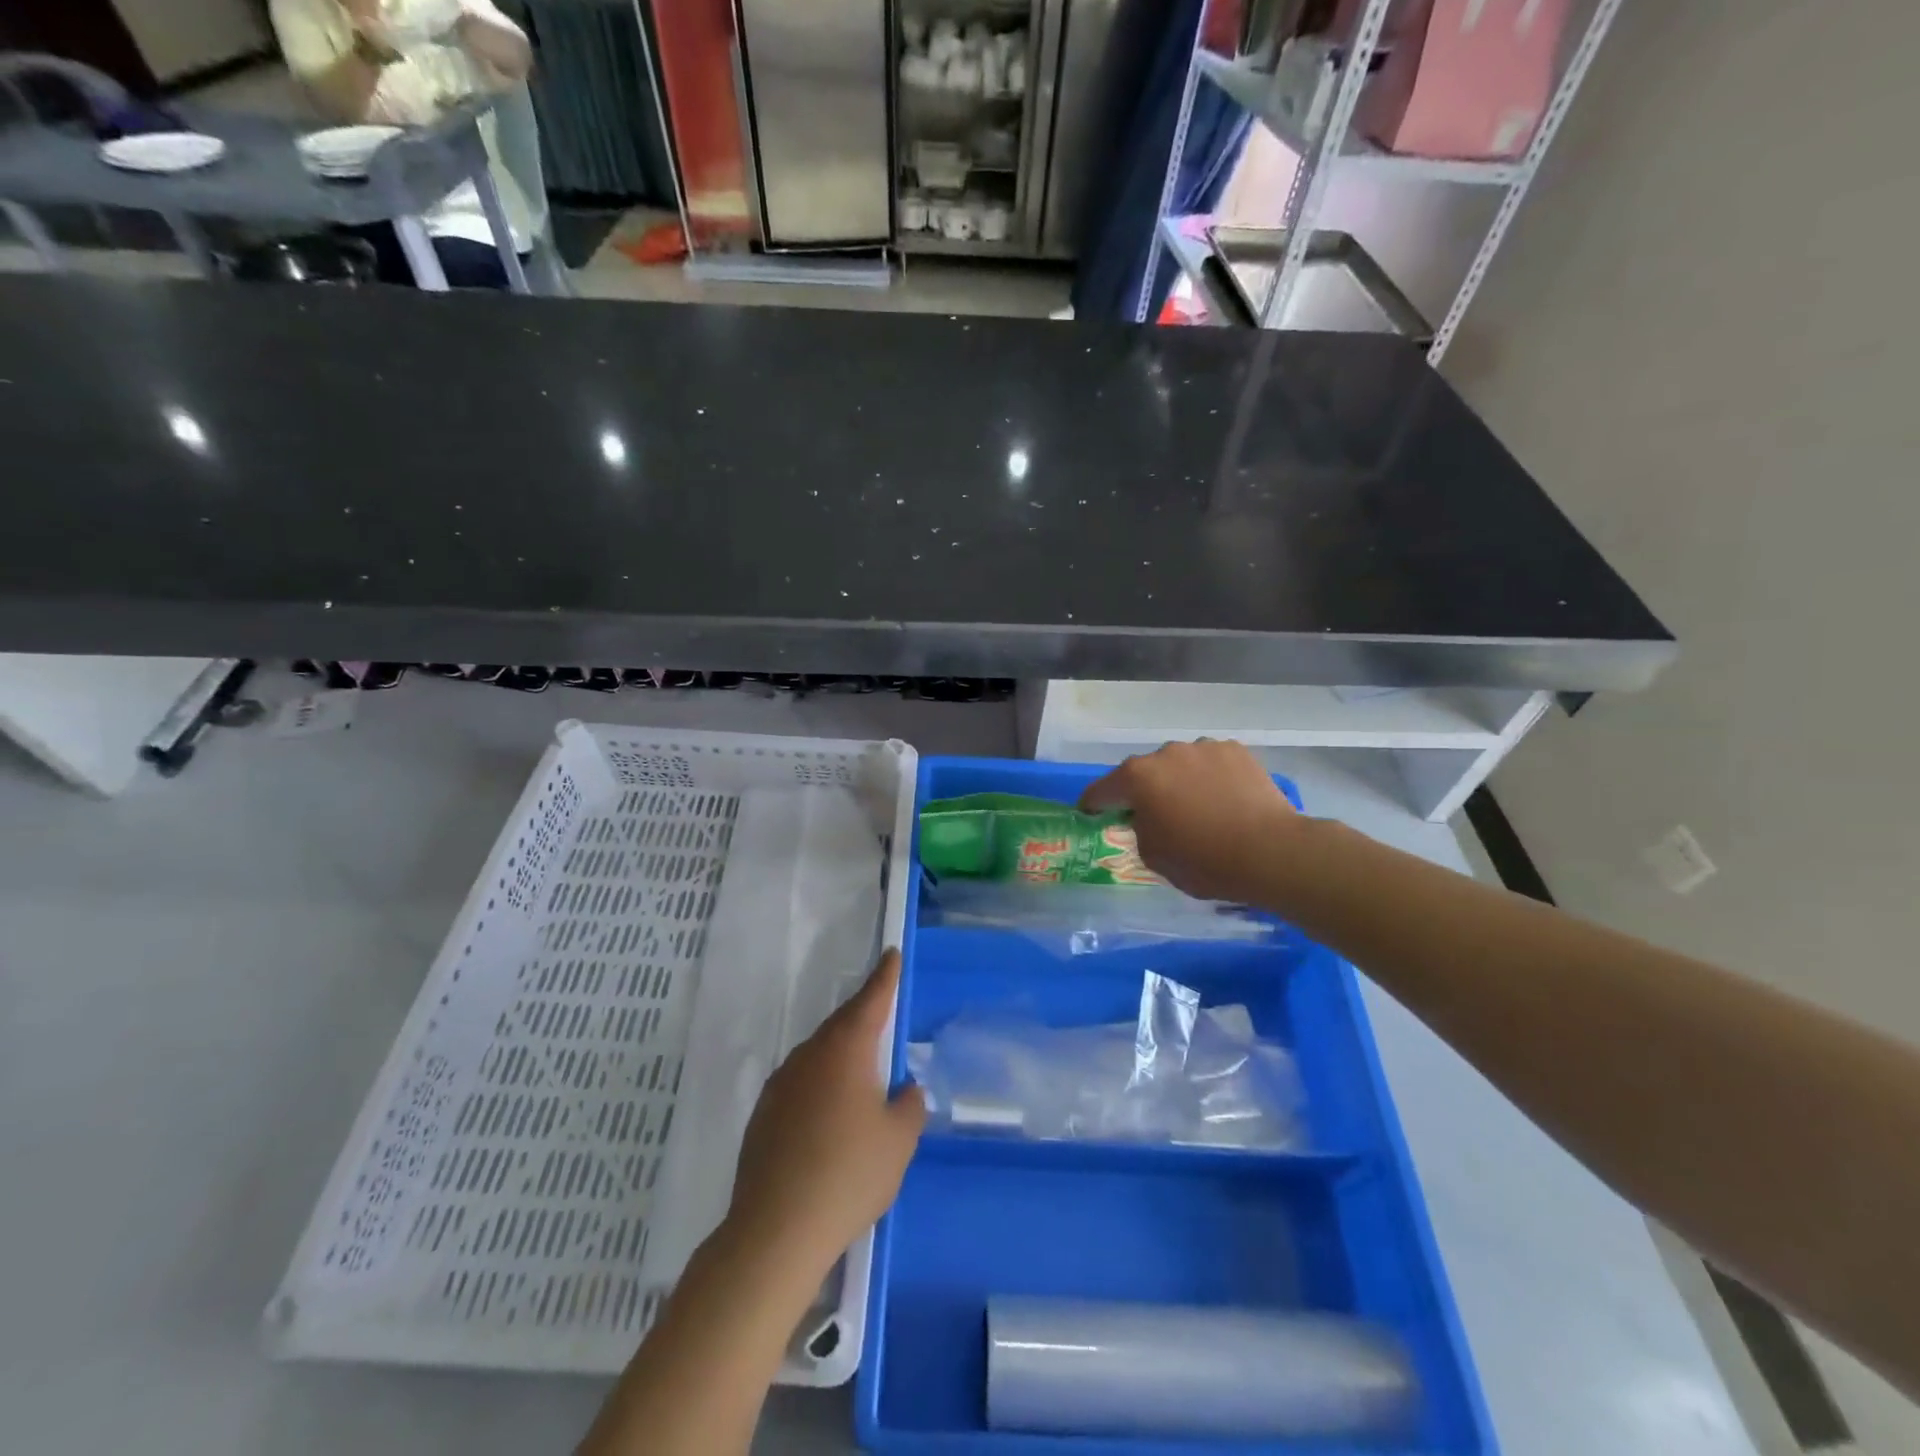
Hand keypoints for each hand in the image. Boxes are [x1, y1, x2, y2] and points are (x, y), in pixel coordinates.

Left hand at [726, 950, 924, 1270]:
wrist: (776, 1230)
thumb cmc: (849, 1174)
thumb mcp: (899, 1141)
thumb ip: (909, 1106)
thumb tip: (904, 1090)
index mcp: (846, 1050)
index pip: (871, 1000)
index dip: (884, 977)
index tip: (890, 954)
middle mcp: (810, 1056)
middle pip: (841, 1026)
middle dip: (863, 1019)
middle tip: (881, 1019)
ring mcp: (781, 1084)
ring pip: (818, 1056)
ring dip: (840, 1058)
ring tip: (860, 1080)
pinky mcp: (763, 1114)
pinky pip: (800, 1085)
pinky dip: (819, 1088)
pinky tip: (828, 1121)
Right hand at [1080, 739, 1303, 903]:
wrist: (1270, 852)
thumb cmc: (1203, 860)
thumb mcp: (1153, 856)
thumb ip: (1140, 829)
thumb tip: (1149, 817)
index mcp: (1137, 777)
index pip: (1102, 789)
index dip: (1093, 804)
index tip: (1090, 813)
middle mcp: (1166, 753)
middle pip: (1144, 773)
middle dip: (1144, 791)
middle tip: (1154, 816)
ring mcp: (1204, 747)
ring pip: (1180, 765)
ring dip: (1179, 782)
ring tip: (1197, 808)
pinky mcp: (1236, 751)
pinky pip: (1211, 764)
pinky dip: (1210, 778)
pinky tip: (1224, 801)